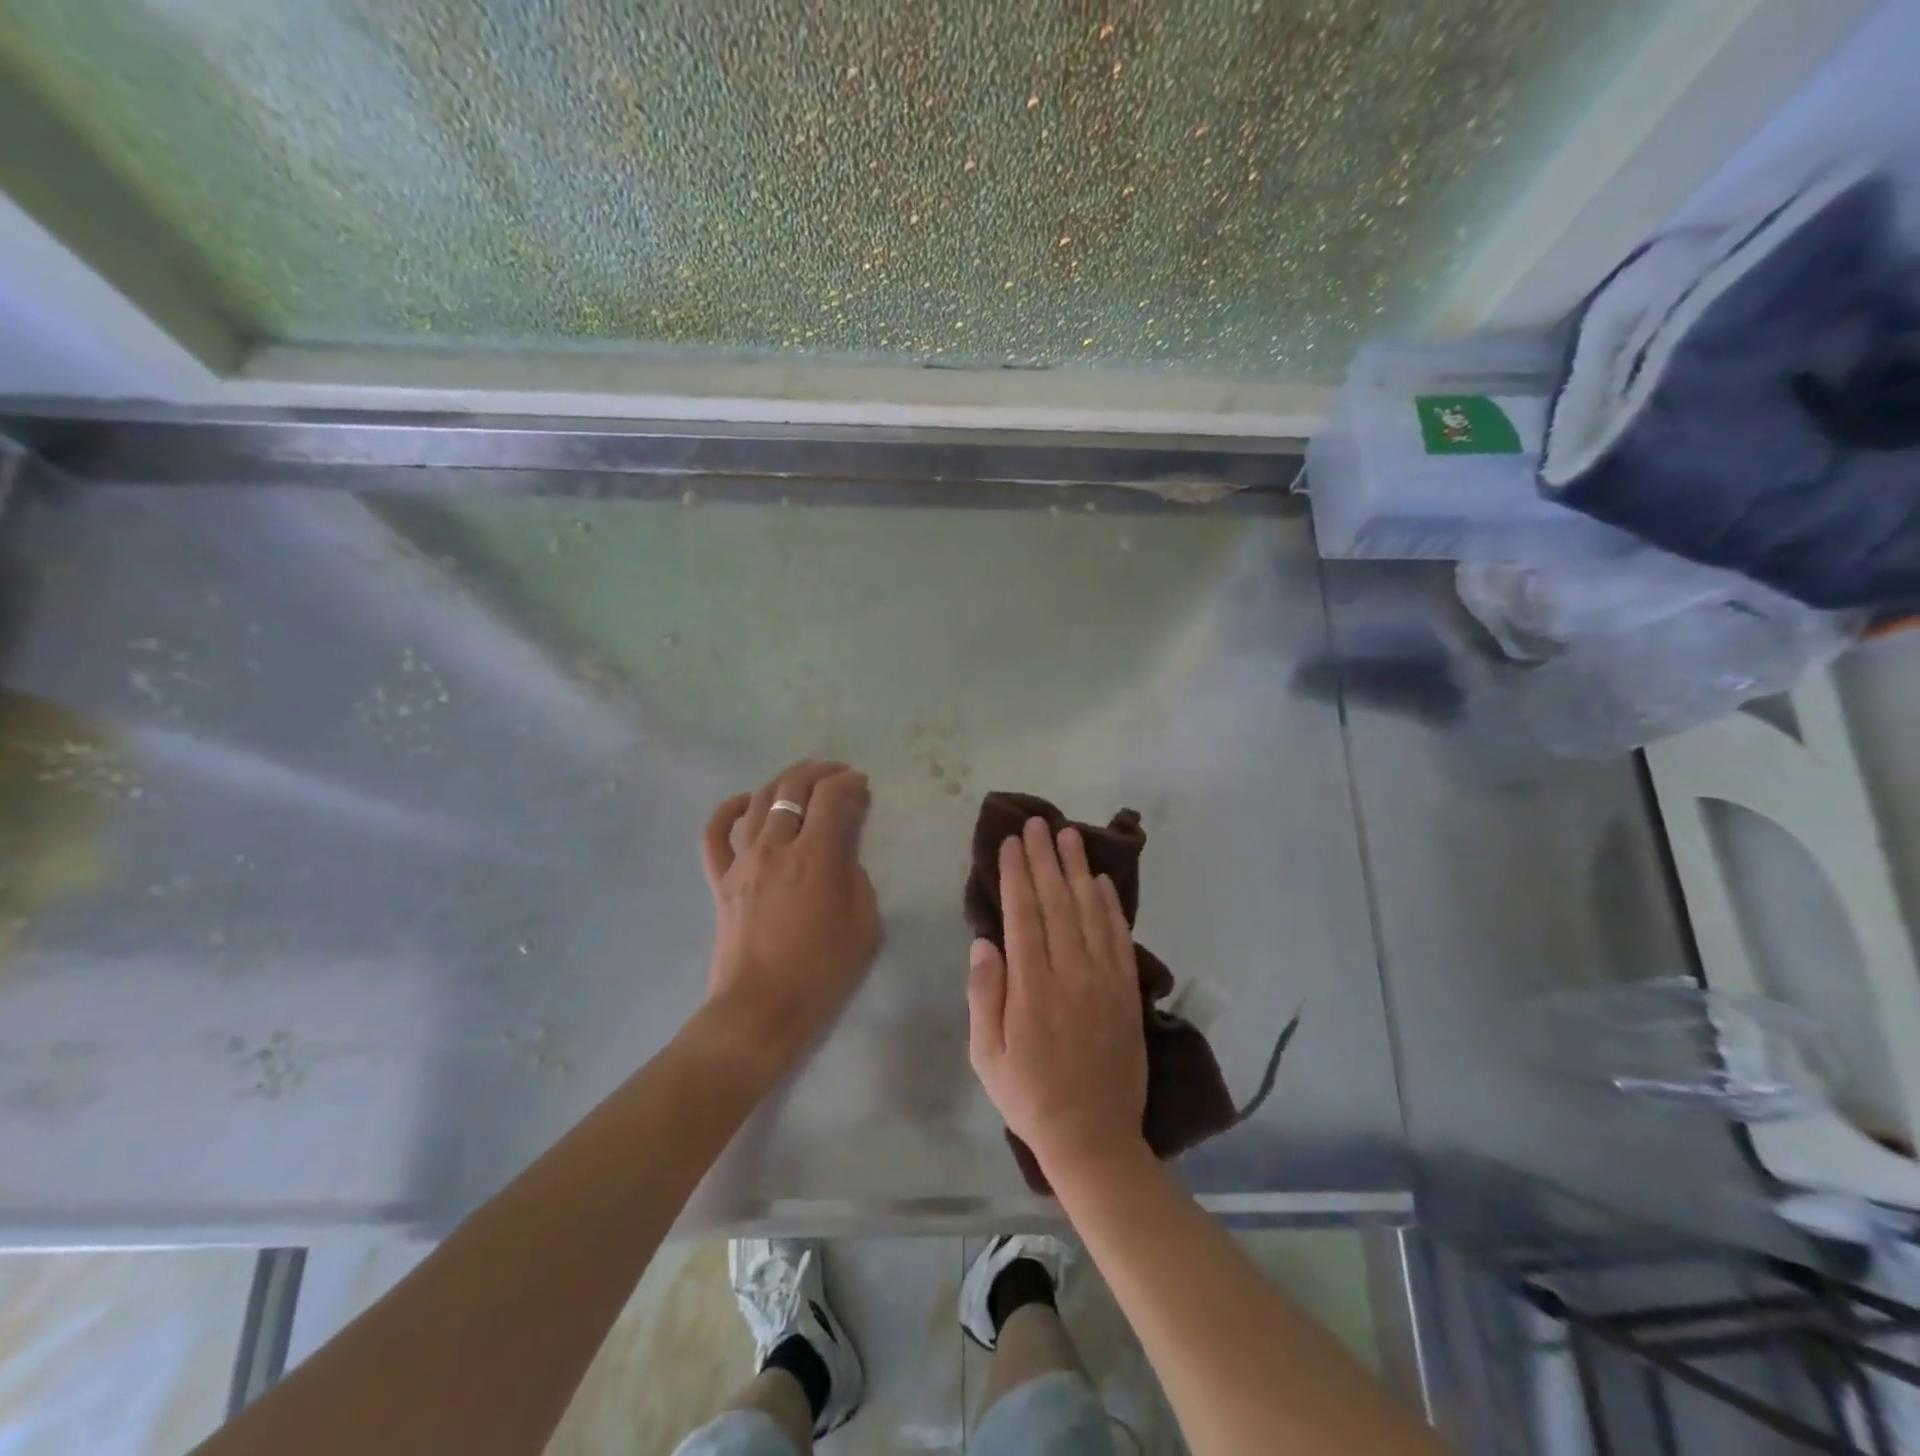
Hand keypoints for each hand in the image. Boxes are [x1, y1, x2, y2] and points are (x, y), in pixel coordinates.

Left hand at [701, 760, 880, 1056]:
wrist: (760, 1009)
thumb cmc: (820, 971)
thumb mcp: (863, 924)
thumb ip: (856, 877)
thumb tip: (842, 854)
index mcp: (815, 857)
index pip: (831, 798)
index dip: (849, 783)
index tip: (861, 784)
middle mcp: (775, 847)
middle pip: (793, 789)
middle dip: (819, 771)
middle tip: (838, 773)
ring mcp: (742, 861)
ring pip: (759, 802)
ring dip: (784, 782)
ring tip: (803, 780)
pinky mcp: (720, 879)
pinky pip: (715, 833)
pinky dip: (728, 809)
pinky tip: (745, 801)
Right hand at [967, 818, 1148, 1180]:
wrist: (1094, 1137)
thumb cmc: (1029, 1096)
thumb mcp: (987, 1055)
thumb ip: (986, 994)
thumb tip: (984, 942)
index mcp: (1032, 988)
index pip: (1023, 915)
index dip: (1016, 875)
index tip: (1011, 842)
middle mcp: (1071, 974)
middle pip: (1057, 903)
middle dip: (1045, 859)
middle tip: (1038, 824)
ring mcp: (1105, 981)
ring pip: (1090, 912)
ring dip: (1079, 870)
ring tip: (1070, 836)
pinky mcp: (1127, 992)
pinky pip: (1120, 938)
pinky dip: (1112, 906)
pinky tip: (1103, 882)